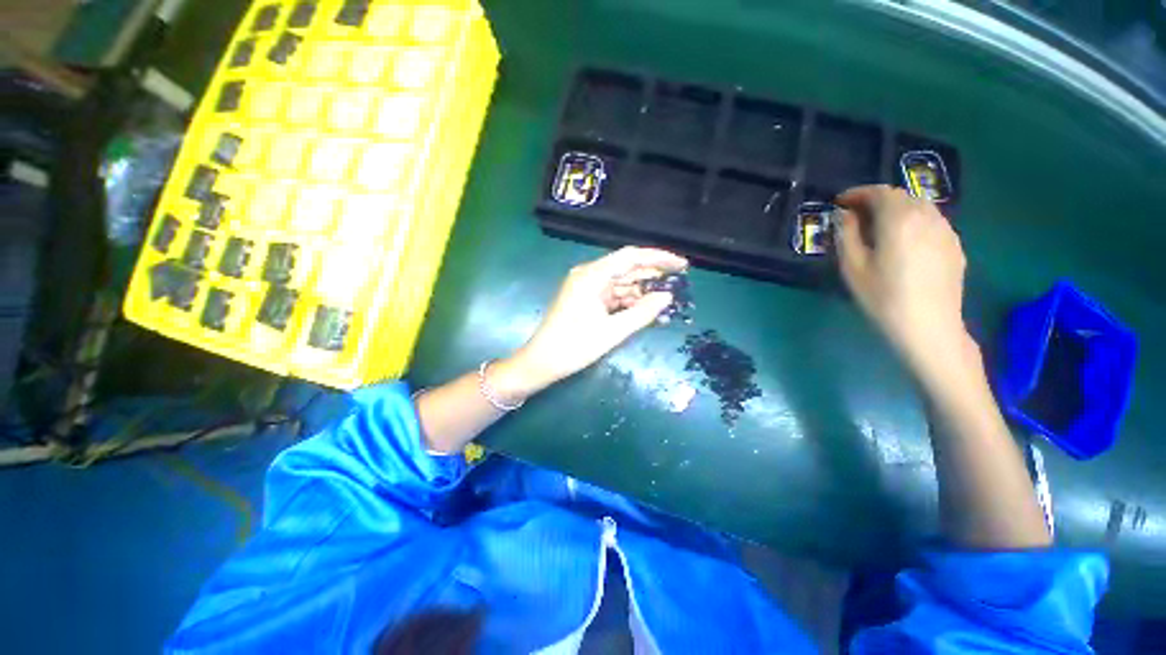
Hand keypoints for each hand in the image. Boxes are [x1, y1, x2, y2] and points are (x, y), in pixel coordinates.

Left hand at [494, 247, 687, 398]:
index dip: (658, 258)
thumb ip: (642, 312)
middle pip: (626, 268)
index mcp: (591, 276)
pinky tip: (646, 309)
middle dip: (652, 275)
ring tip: (667, 299)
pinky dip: (629, 301)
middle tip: (679, 282)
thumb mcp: (612, 332)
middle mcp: (588, 275)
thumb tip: (667, 297)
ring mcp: (586, 287)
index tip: (681, 264)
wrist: (541, 362)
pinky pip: (612, 294)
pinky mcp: (586, 299)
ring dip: (642, 291)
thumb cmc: (574, 346)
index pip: (630, 257)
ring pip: (621, 282)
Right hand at [834, 185, 973, 380]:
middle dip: (876, 200)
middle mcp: (927, 217)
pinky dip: (914, 221)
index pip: (879, 192)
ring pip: (920, 206)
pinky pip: (932, 221)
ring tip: (879, 226)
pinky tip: (904, 241)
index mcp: (899, 220)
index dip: (857, 193)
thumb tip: (845, 214)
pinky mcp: (955, 245)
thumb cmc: (883, 298)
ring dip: (897, 209)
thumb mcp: (853, 267)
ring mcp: (946, 230)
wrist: (929, 326)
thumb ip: (847, 235)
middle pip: (901, 196)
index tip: (840, 203)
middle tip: (856, 215)